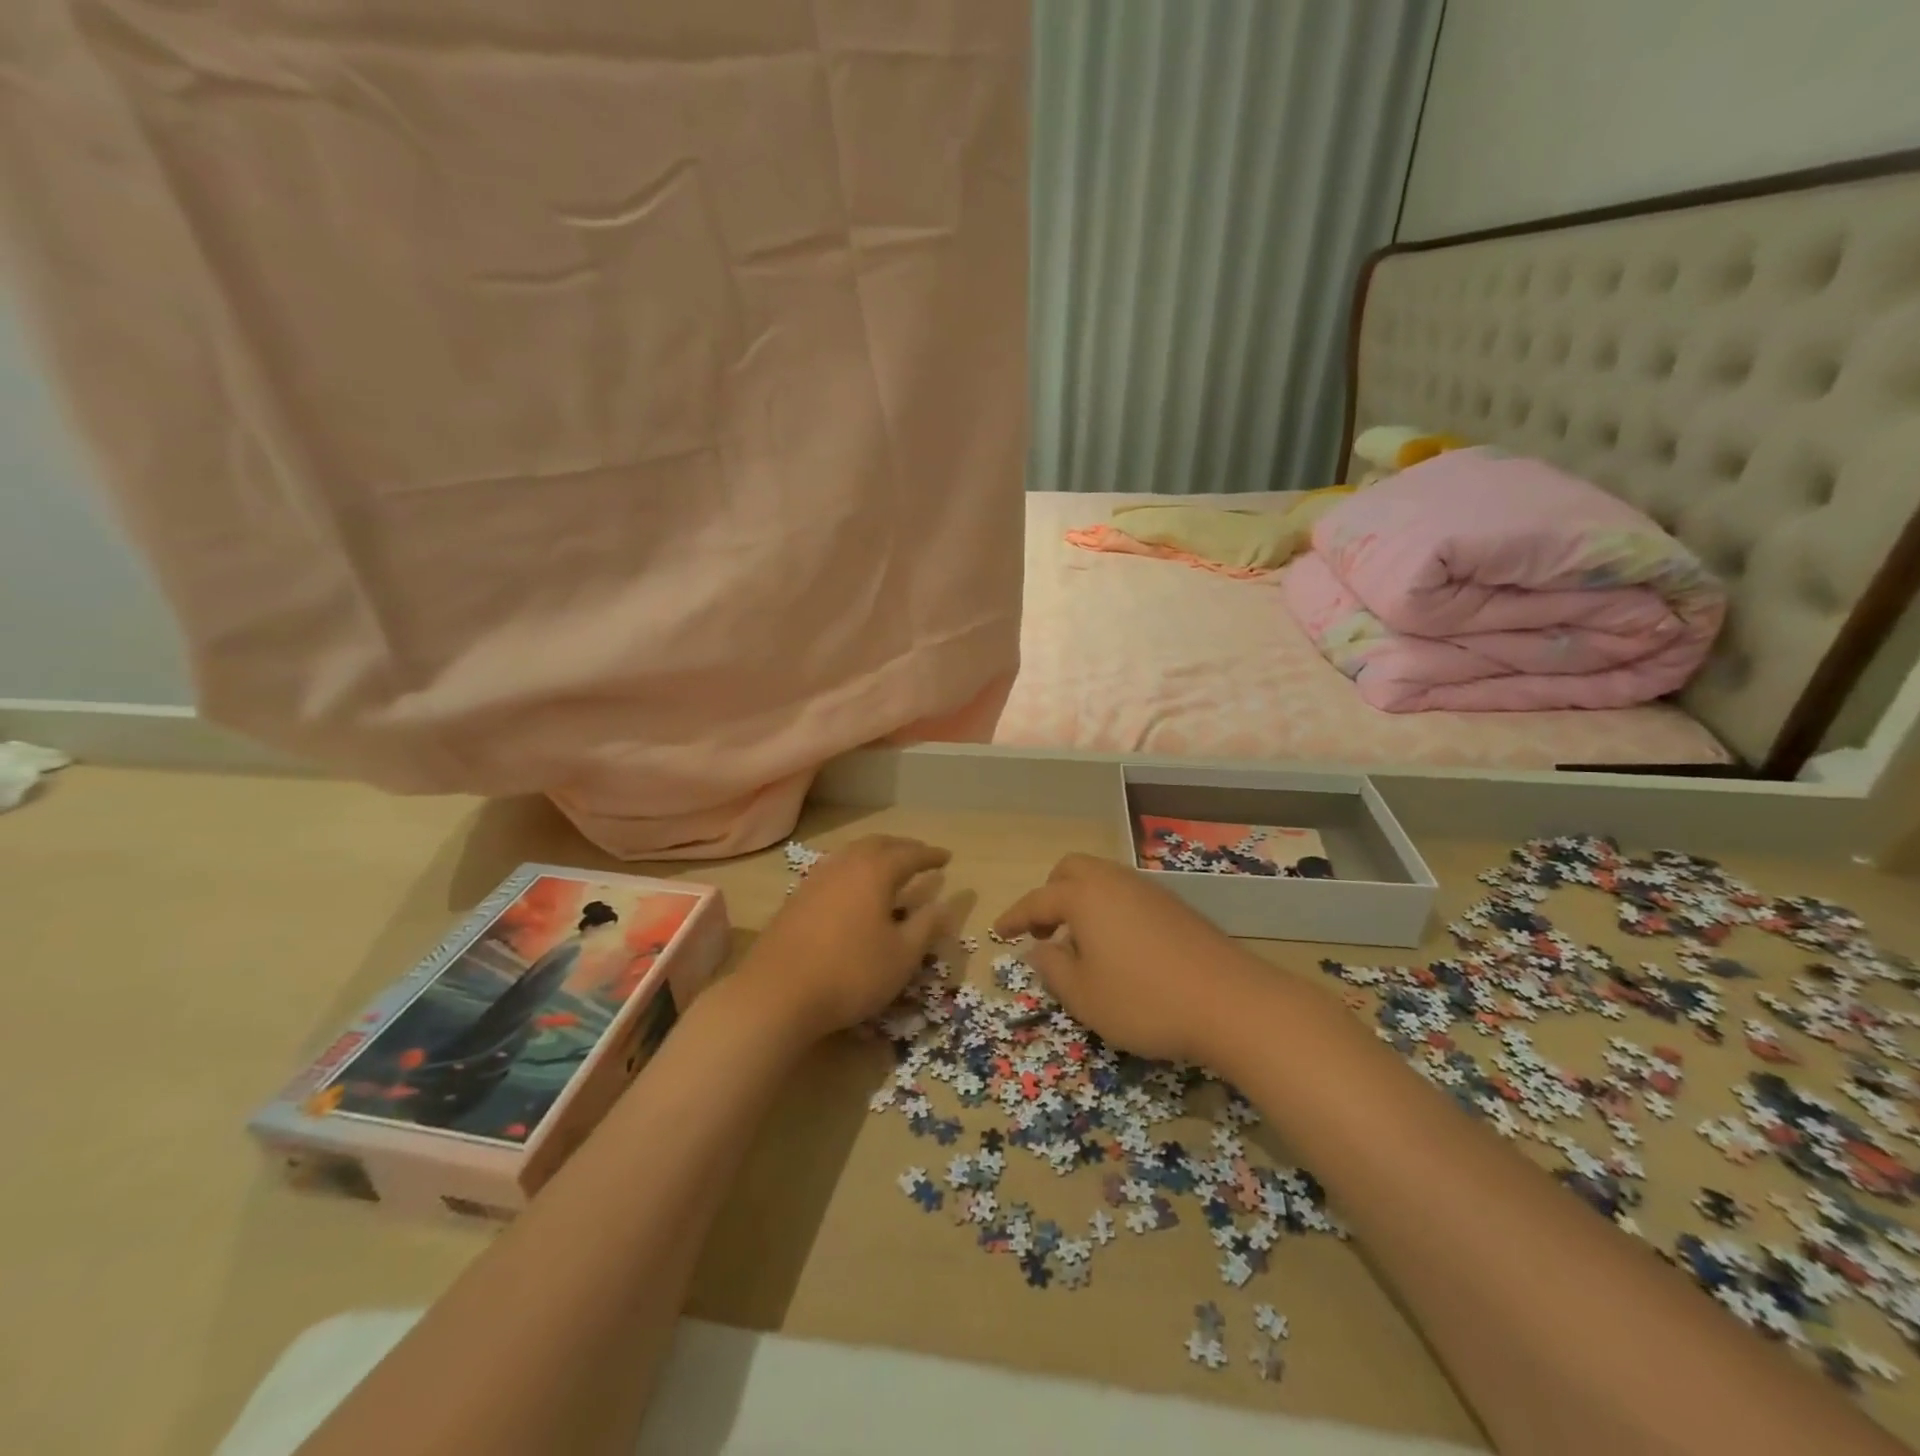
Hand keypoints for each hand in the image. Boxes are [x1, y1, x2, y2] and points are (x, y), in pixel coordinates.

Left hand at [742, 835, 951, 1040]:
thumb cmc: (851, 973)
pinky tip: (852, 891)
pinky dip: (852, 871)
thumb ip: (926, 926)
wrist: (776, 994)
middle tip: (919, 856)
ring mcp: (815, 880)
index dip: (930, 855)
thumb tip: (946, 904)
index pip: (910, 854)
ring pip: (851, 854)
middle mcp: (844, 865)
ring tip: (888, 868)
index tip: (948, 857)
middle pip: (877, 844)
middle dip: (902, 848)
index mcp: (874, 871)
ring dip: (874, 856)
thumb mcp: (902, 956)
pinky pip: (833, 871)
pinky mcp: (795, 899)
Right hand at [993, 853, 1257, 1063]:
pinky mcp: (1175, 906)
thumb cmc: (1144, 1001)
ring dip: (1081, 900)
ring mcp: (1148, 890)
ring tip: (1080, 941)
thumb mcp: (1085, 997)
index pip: (1037, 899)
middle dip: (1050, 895)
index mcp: (1084, 897)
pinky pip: (1127, 894)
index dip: (1015, 916)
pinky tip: (1118, 945)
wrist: (1231, 1002)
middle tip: (1045, 931)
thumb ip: (1053, 968)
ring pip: (1102, 879)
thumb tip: (1039, 949)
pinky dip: (1109, 909)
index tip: (999, 930)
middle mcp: (1114, 882)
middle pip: (1071, 871)